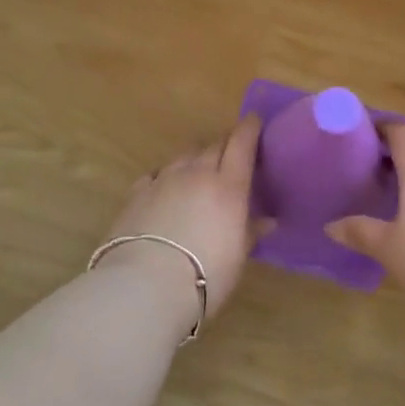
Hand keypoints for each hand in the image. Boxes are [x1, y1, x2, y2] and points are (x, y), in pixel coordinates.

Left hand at [97, 115, 268, 326]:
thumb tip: (267, 221)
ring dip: (196, 156)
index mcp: (228, 186)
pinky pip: (156, 173)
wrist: (146, 285)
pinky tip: (165, 185)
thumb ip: (251, 232)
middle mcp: (197, 173)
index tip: (254, 120)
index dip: (249, 129)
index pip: (242, 144)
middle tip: (231, 151)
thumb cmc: (206, 274)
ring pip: (184, 155)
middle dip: (225, 143)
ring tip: (199, 166)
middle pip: (213, 144)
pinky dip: (167, 174)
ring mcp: (164, 179)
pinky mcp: (137, 193)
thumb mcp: (237, 257)